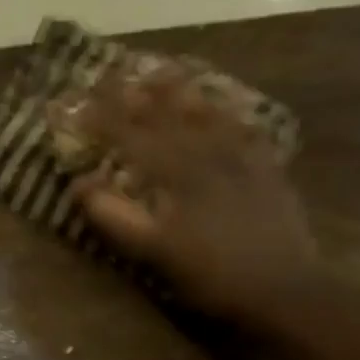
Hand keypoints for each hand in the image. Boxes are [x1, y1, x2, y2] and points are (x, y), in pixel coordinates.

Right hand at [69, 85, 319, 327]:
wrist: (284, 289)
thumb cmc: (210, 275)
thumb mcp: (152, 252)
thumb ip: (114, 216)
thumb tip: (79, 182)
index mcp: (176, 173)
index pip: (130, 136)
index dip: (100, 117)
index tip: (75, 99)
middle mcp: (208, 154)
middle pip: (167, 116)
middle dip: (137, 93)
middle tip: (114, 71)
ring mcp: (242, 159)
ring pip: (206, 114)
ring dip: (181, 92)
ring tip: (163, 71)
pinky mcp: (267, 170)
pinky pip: (245, 130)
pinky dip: (229, 114)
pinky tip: (224, 107)